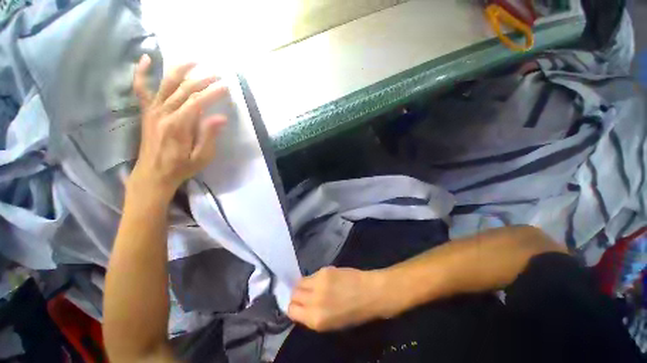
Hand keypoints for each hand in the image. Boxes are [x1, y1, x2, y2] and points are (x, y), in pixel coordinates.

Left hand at [128, 55, 227, 200]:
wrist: (153, 174)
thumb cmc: (181, 167)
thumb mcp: (201, 157)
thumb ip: (209, 136)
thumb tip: (221, 118)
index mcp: (178, 126)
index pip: (197, 102)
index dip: (213, 93)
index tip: (226, 87)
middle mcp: (163, 113)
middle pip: (184, 90)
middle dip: (202, 80)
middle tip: (217, 75)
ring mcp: (152, 111)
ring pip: (165, 84)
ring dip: (180, 70)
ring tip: (194, 61)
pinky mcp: (146, 112)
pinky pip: (141, 89)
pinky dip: (141, 73)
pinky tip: (146, 59)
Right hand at [288, 267, 392, 331]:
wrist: (370, 293)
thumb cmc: (354, 313)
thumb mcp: (331, 324)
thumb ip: (313, 316)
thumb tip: (301, 307)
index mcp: (315, 319)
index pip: (291, 310)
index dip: (293, 307)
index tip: (298, 305)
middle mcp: (314, 300)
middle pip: (294, 294)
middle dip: (296, 295)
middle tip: (304, 294)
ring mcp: (319, 283)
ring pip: (300, 282)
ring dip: (303, 285)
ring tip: (313, 286)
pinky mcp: (325, 270)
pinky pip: (312, 274)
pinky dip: (313, 278)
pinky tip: (323, 280)